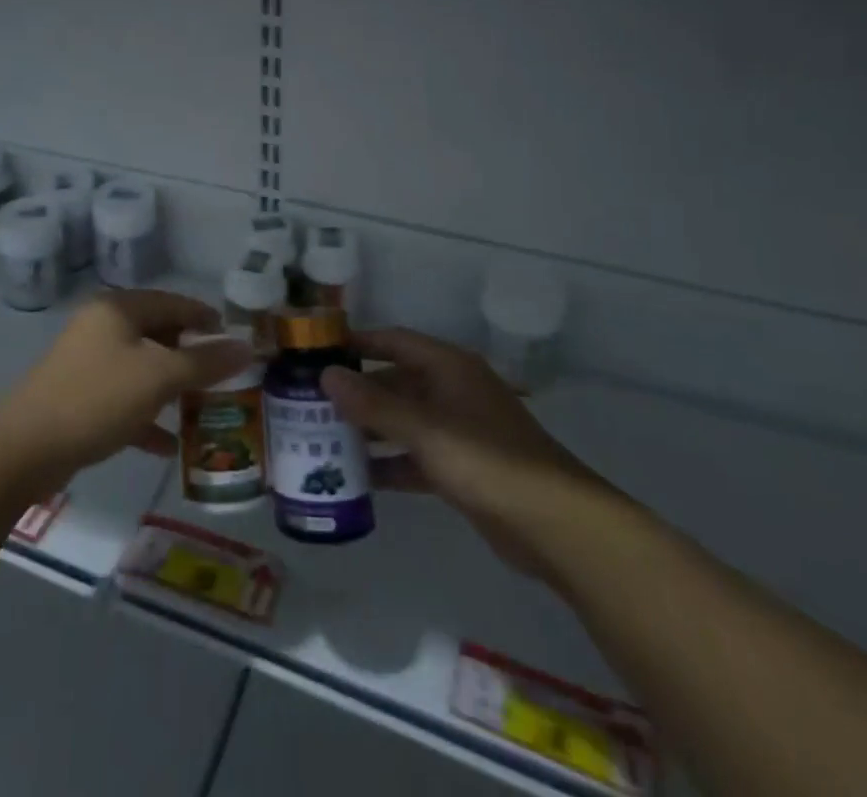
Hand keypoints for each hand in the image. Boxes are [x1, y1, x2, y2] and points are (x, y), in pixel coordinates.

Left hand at [0, 291, 253, 488]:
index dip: (206, 318)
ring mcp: (88, 363)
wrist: (24, 448)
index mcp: (118, 309)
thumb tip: (246, 346)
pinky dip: (147, 416)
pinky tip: (169, 445)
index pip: (173, 302)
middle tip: (223, 377)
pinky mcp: (79, 398)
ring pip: (142, 369)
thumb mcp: (159, 377)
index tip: (235, 340)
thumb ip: (204, 362)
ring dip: (172, 388)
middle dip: (191, 356)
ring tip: (204, 408)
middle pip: (158, 334)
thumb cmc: (97, 398)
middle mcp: (102, 327)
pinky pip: (124, 400)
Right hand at [322, 329, 623, 581]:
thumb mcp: (425, 429)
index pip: (393, 341)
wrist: (556, 525)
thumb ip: (374, 404)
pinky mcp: (461, 468)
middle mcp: (451, 390)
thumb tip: (326, 375)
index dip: (357, 343)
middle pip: (395, 381)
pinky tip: (359, 479)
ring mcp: (458, 430)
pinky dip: (391, 464)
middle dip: (357, 392)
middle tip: (311, 403)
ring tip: (323, 439)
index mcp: (448, 367)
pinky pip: (415, 456)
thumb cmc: (488, 460)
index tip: (317, 351)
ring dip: (370, 429)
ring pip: (403, 420)